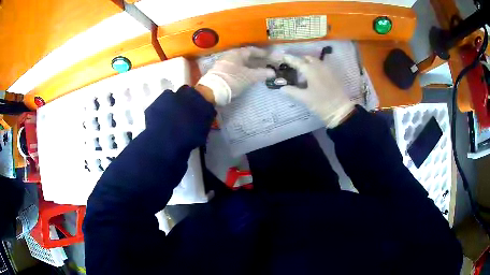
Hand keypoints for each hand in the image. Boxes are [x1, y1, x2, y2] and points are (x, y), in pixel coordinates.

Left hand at [197, 47, 274, 105]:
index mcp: (237, 53)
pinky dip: (242, 69)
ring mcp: (223, 63)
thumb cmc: (233, 80)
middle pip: (245, 55)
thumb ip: (262, 73)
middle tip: (264, 62)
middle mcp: (229, 56)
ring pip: (239, 62)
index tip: (269, 55)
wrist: (212, 91)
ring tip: (256, 69)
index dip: (261, 52)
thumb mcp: (249, 77)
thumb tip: (273, 72)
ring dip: (248, 65)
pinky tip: (246, 75)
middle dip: (255, 59)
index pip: (251, 50)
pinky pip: (235, 67)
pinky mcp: (220, 72)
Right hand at [280, 55, 354, 127]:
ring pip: (316, 61)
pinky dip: (315, 67)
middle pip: (308, 58)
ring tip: (303, 71)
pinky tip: (313, 76)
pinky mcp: (333, 74)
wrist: (340, 110)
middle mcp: (319, 66)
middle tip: (293, 66)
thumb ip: (292, 91)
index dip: (289, 58)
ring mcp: (328, 69)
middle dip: (300, 60)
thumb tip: (282, 88)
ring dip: (308, 63)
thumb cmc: (321, 103)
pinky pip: (322, 66)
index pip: (297, 61)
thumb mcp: (304, 98)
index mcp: (310, 70)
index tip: (282, 57)